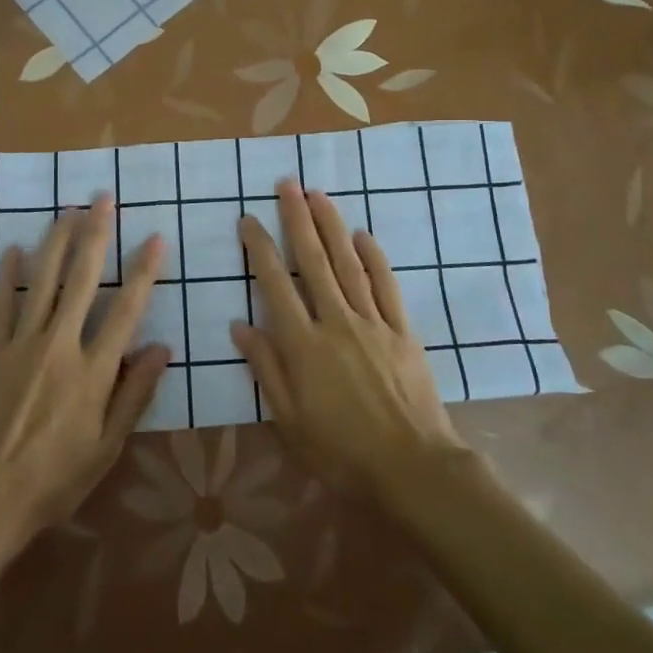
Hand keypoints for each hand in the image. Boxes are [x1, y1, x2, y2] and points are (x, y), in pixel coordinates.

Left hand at [0, 197, 168, 543]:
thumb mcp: (107, 448)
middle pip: (82, 279)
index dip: (143, 271)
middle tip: (103, 198)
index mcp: (94, 371)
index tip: (154, 237)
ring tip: (67, 209)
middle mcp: (59, 345)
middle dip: (96, 234)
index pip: (127, 309)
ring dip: (57, 241)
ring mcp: (20, 344)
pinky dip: (6, 275)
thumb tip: (162, 347)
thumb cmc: (55, 480)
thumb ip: (135, 394)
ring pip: (43, 281)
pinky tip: (12, 249)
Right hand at [233, 180, 467, 496]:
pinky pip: (386, 286)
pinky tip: (362, 235)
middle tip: (287, 184)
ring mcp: (372, 323)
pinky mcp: (402, 331)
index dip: (260, 249)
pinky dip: (374, 258)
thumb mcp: (289, 419)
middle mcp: (335, 322)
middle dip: (297, 219)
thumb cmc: (341, 452)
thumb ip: (266, 368)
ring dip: (332, 226)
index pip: (275, 285)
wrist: (412, 468)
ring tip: (318, 195)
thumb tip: (241, 325)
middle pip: (313, 261)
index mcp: (303, 345)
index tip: (249, 219)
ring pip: (348, 264)